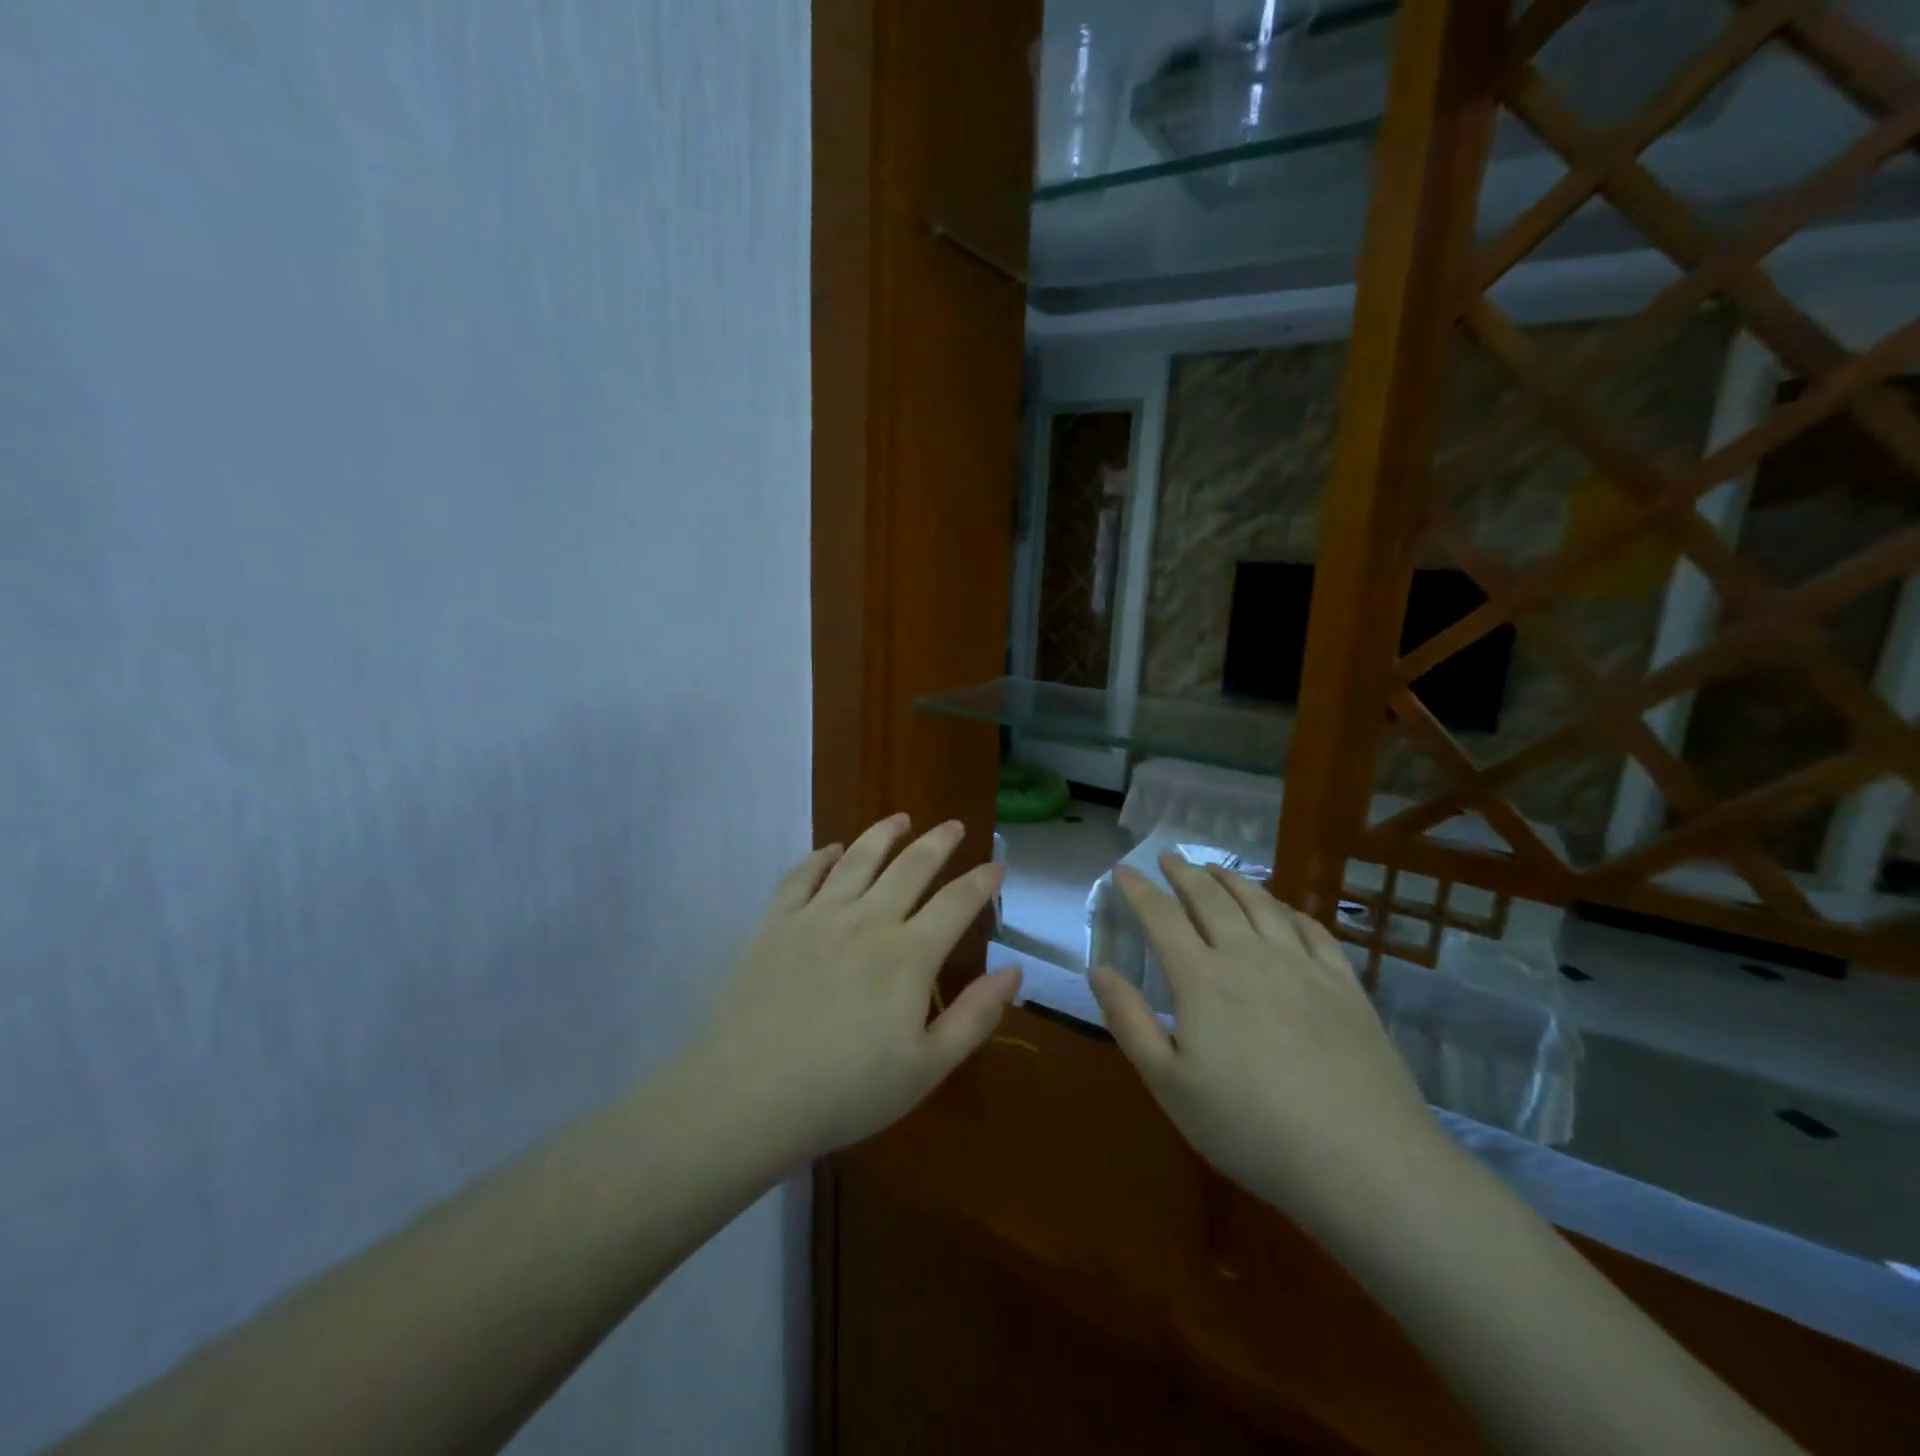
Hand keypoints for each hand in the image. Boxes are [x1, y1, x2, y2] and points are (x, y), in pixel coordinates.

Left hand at [685, 814, 1019, 1164]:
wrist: (747, 1096)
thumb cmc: (845, 1091)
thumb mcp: (926, 1068)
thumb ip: (975, 1016)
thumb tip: (1014, 971)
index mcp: (908, 955)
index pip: (956, 903)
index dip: (981, 882)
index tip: (997, 867)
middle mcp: (867, 920)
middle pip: (911, 867)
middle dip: (938, 843)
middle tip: (953, 826)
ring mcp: (817, 916)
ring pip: (858, 859)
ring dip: (884, 835)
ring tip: (901, 819)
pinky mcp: (775, 922)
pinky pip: (802, 875)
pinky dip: (821, 856)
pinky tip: (832, 850)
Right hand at [1088, 856, 1439, 1221]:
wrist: (1363, 1161)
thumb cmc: (1250, 1129)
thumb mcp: (1169, 1084)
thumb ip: (1129, 1021)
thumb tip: (1099, 969)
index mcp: (1202, 979)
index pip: (1161, 918)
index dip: (1139, 890)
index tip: (1123, 869)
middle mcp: (1250, 957)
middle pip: (1211, 899)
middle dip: (1185, 873)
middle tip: (1169, 857)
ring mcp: (1302, 967)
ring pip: (1262, 905)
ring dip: (1233, 880)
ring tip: (1216, 868)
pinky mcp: (1344, 985)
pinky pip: (1312, 930)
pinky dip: (1289, 910)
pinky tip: (1284, 910)